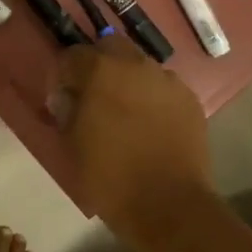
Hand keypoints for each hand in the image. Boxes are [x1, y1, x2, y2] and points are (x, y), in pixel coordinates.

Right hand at [54, 36, 210, 240]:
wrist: (167, 204)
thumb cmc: (109, 176)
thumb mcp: (72, 145)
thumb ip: (67, 111)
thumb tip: (67, 98)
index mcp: (101, 72)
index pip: (73, 55)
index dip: (63, 75)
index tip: (61, 98)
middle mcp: (137, 66)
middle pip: (112, 48)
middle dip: (98, 65)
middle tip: (92, 96)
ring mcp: (168, 81)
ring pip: (141, 67)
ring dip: (128, 80)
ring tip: (124, 112)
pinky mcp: (190, 101)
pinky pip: (163, 89)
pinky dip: (152, 98)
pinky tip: (149, 125)